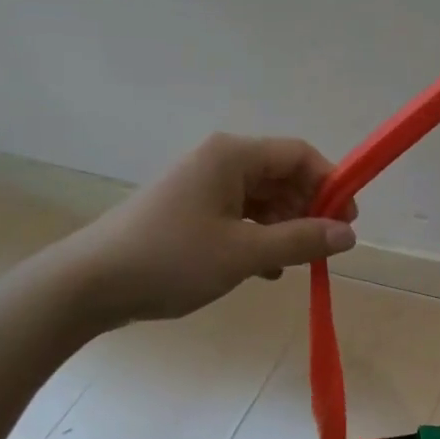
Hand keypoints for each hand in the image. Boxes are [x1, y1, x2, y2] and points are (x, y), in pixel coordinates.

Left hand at [62, 134, 356, 324]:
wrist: (90, 284)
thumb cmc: (172, 259)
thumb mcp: (244, 253)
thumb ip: (300, 240)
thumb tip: (349, 234)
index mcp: (232, 156)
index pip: (299, 154)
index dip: (330, 184)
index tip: (347, 222)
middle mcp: (218, 161)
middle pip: (281, 175)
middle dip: (307, 209)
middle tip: (323, 248)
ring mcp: (201, 186)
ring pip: (260, 198)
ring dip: (283, 228)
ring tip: (294, 264)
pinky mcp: (189, 210)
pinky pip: (238, 215)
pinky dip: (257, 237)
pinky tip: (264, 270)